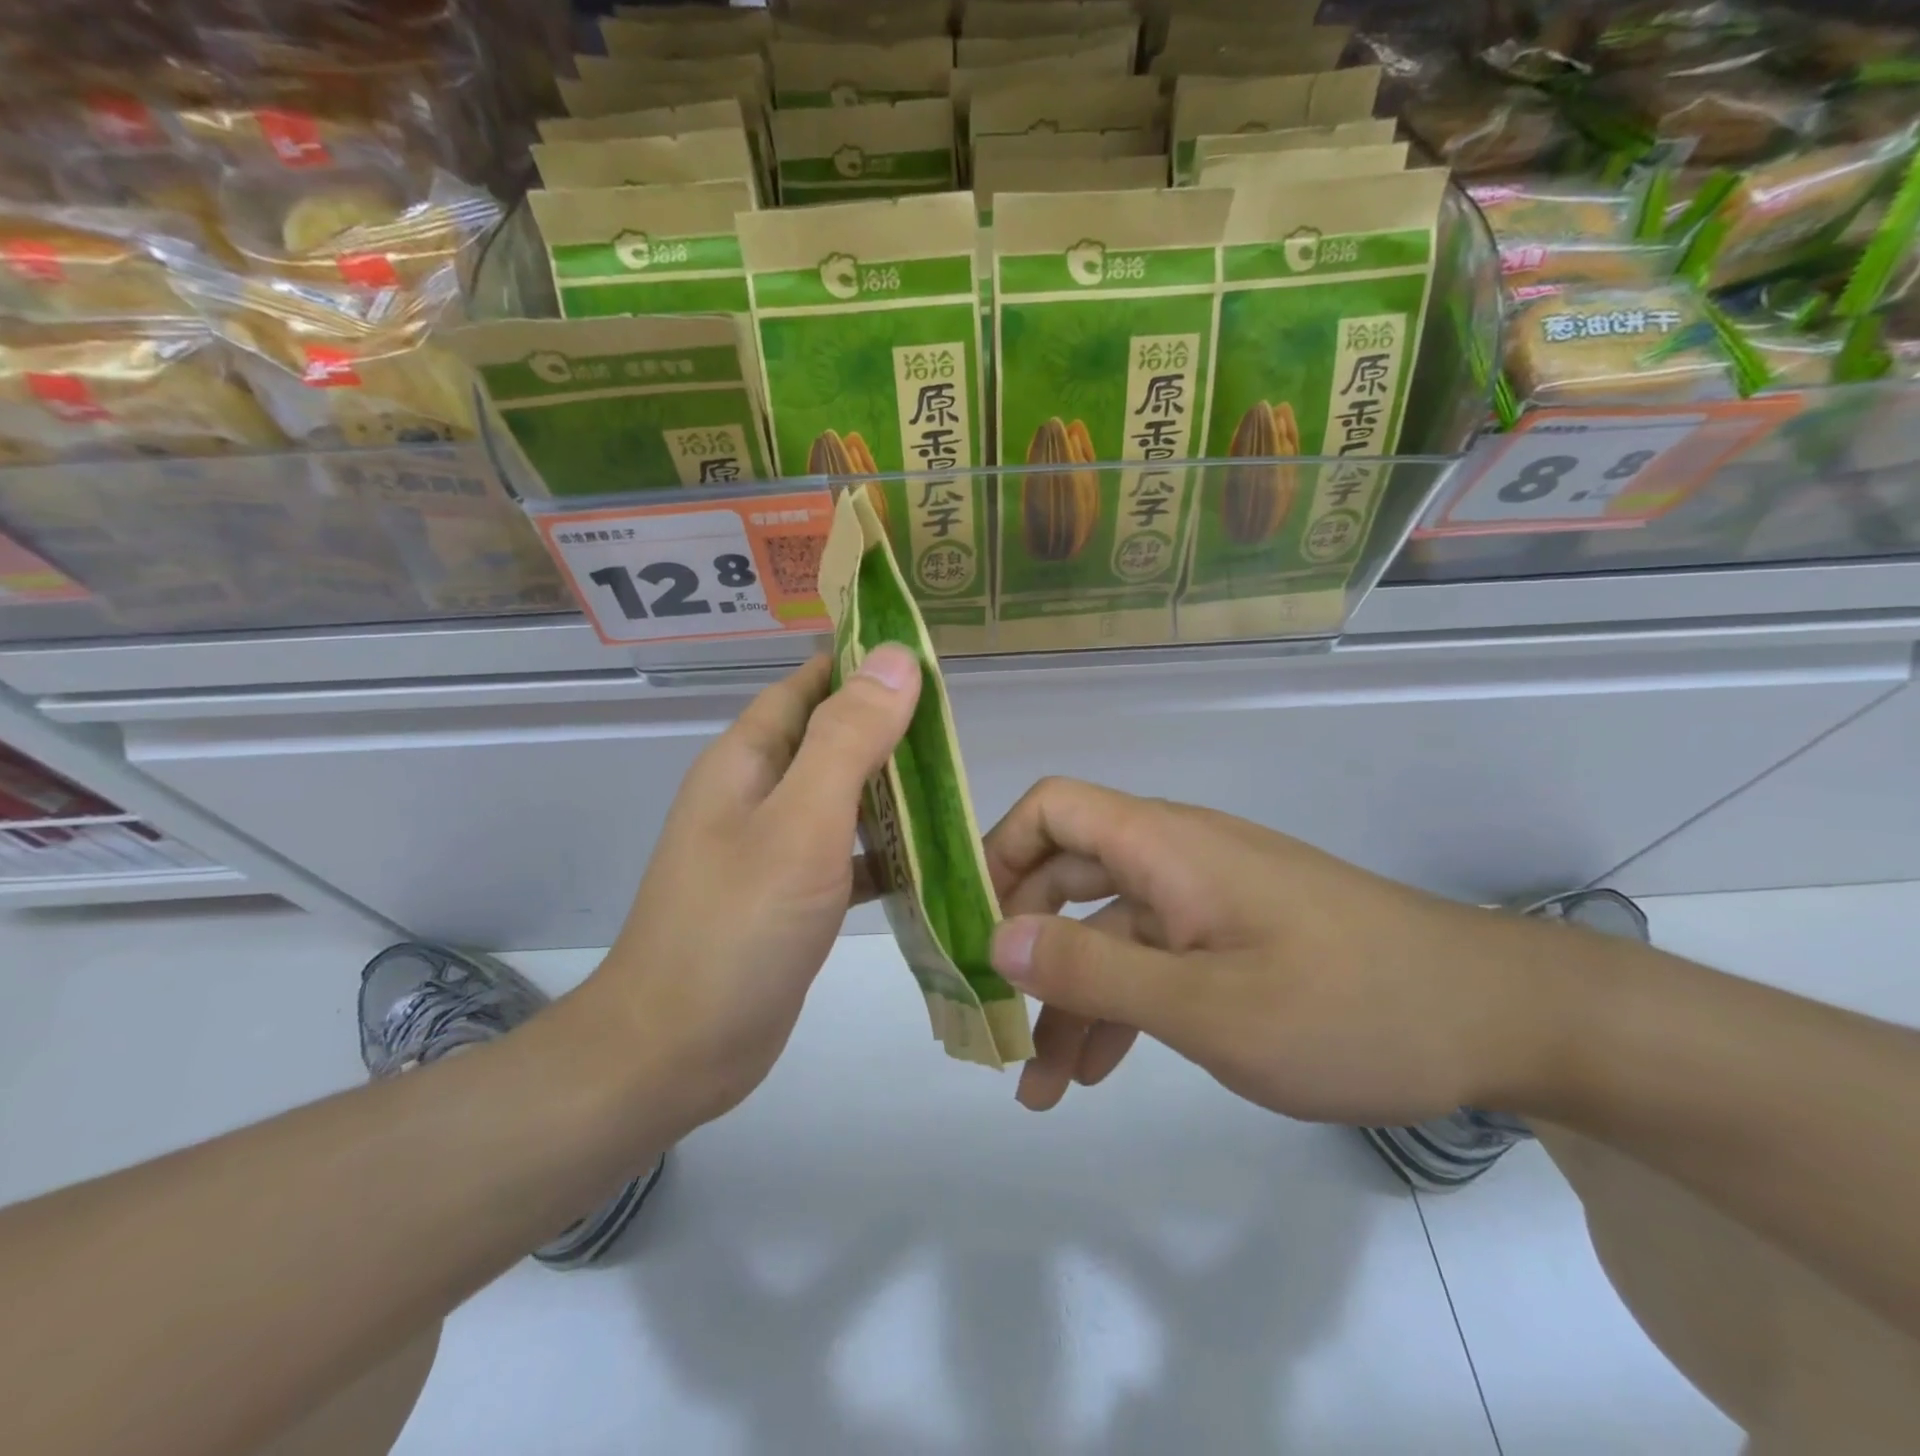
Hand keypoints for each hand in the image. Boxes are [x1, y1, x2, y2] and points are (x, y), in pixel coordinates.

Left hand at [570, 647, 920, 1133]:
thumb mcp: (801, 822)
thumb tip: (893, 657)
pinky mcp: (789, 896)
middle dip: (890, 728)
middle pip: (831, 738)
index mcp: (749, 758)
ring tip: (956, 784)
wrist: (676, 1051)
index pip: (811, 684)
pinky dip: (883, 850)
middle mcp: (757, 793)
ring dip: (892, 788)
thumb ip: (849, 738)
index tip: (932, 662)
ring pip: (842, 797)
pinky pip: (845, 854)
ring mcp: (771, 847)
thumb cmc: (738, 927)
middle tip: (959, 730)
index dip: (865, 665)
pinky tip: (930, 860)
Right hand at [983, 779, 1582, 1125]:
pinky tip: (1097, 1072)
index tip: (970, 927)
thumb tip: (997, 937)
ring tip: (1036, 1085)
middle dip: (1023, 944)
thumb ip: (1096, 970)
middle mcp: (1175, 857)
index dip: (1000, 853)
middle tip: (988, 1013)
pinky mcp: (1230, 937)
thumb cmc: (1348, 1005)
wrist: (1494, 1020)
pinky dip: (1119, 1008)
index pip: (1052, 808)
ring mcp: (1203, 898)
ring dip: (1068, 997)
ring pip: (1107, 932)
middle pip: (1067, 874)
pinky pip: (1152, 961)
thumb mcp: (1208, 1005)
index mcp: (1164, 845)